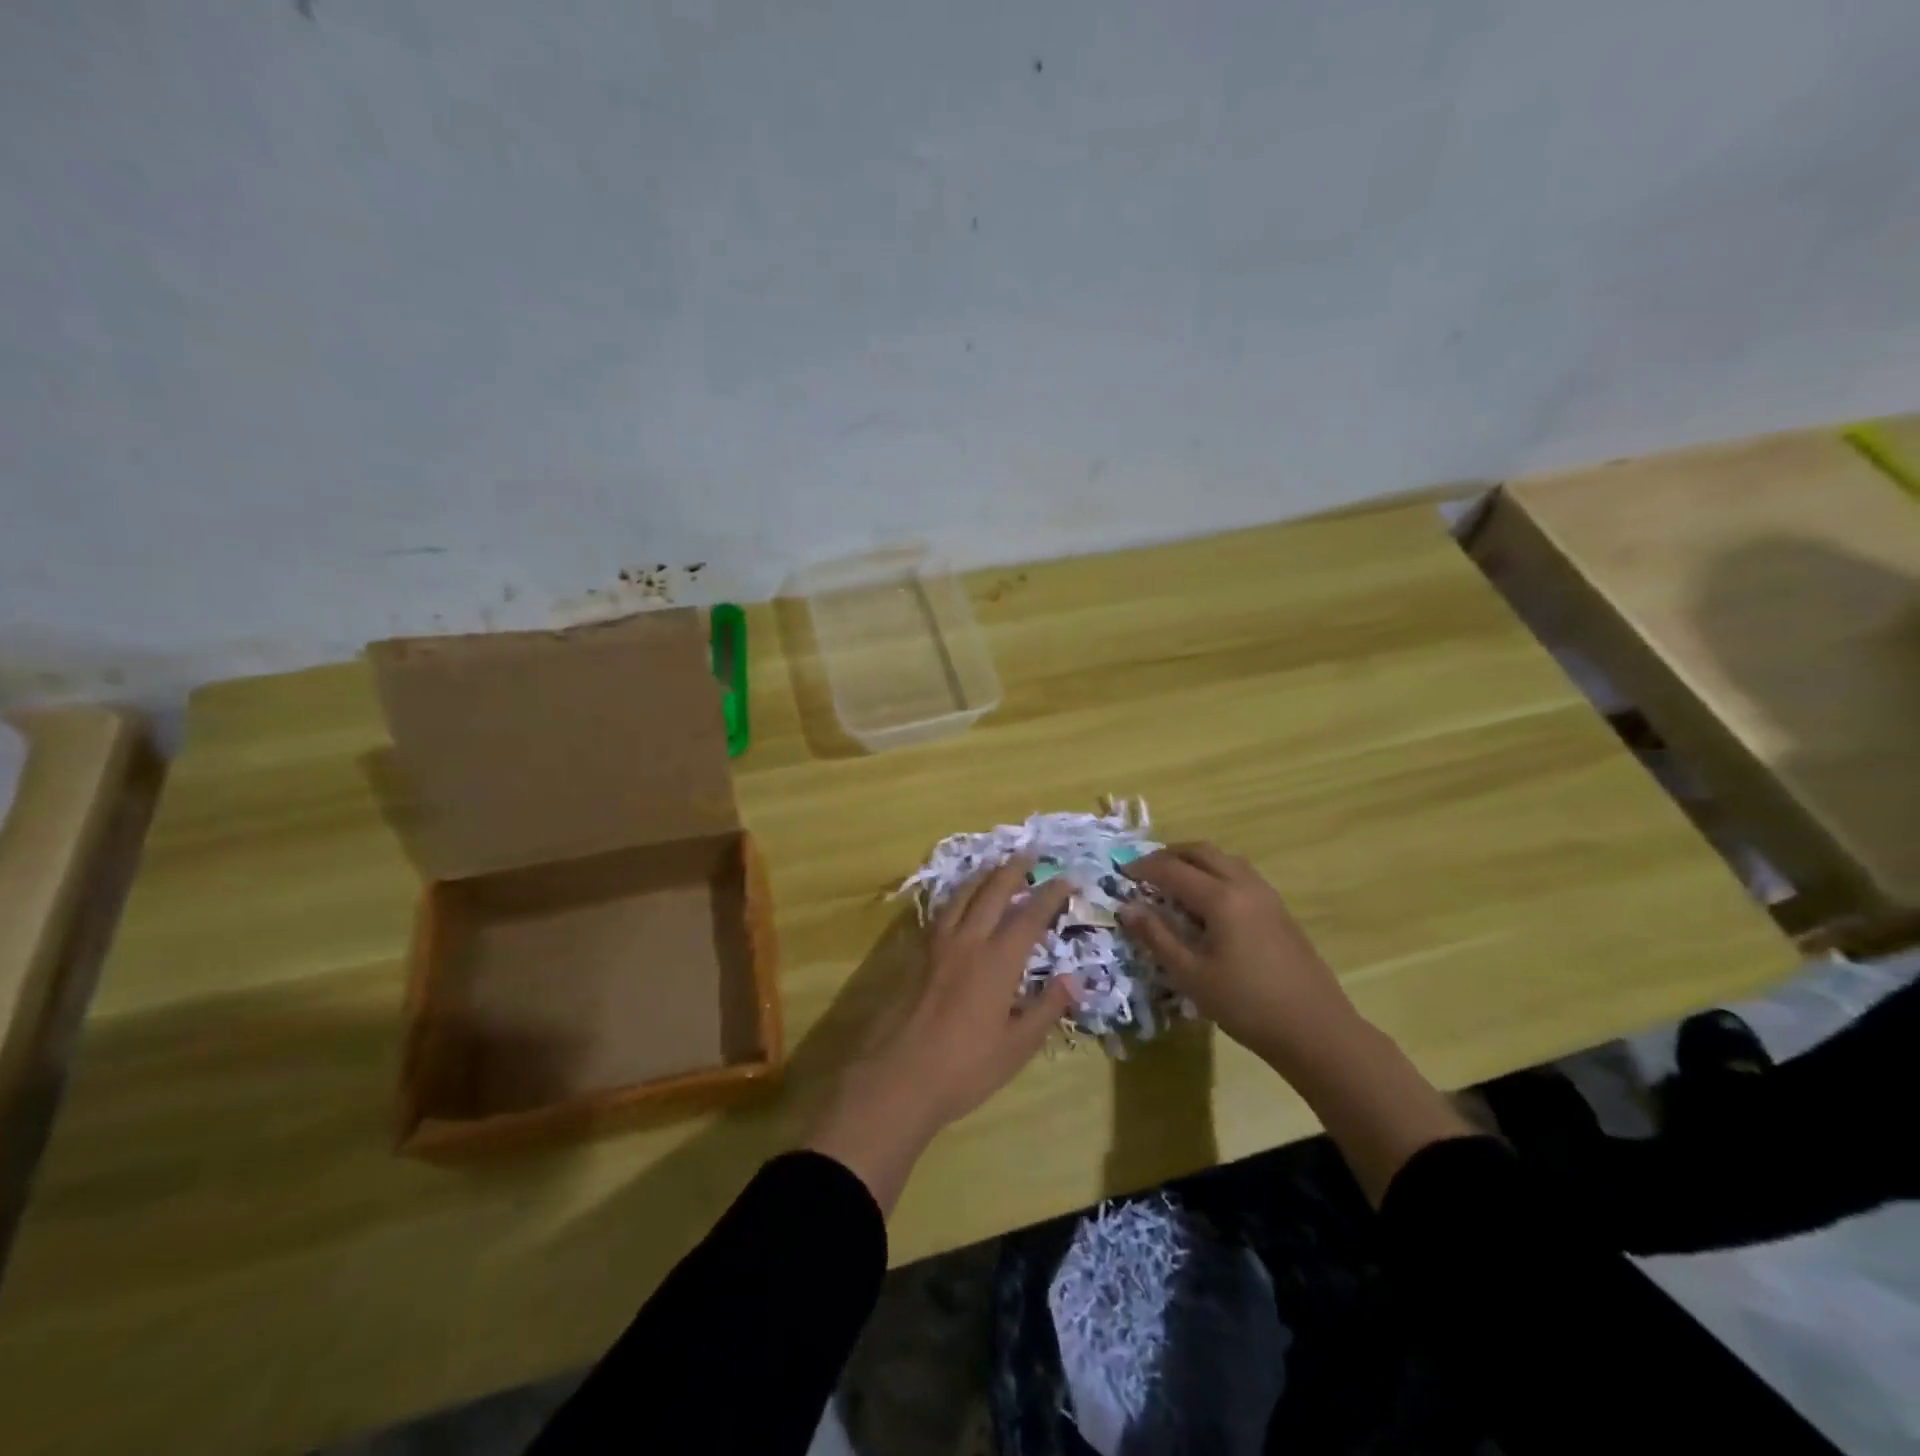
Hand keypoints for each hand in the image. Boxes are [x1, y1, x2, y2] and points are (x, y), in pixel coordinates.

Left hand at [806, 861, 1073, 1211]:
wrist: (899, 1077)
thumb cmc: (965, 1068)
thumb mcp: (1017, 1047)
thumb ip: (1047, 1008)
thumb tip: (1074, 979)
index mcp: (998, 961)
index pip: (1030, 915)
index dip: (1050, 894)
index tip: (1067, 879)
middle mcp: (968, 941)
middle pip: (993, 892)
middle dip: (1014, 869)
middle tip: (1030, 853)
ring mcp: (938, 944)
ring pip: (963, 895)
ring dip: (983, 875)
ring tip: (996, 865)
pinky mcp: (917, 954)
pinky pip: (942, 911)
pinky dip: (958, 895)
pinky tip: (960, 900)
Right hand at [1119, 842, 1358, 1074]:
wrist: (1315, 1030)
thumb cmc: (1246, 1005)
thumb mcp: (1191, 975)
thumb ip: (1157, 937)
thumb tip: (1127, 908)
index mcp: (1221, 898)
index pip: (1173, 870)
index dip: (1143, 868)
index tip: (1121, 874)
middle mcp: (1244, 885)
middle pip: (1202, 851)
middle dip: (1169, 855)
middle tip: (1145, 871)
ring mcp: (1267, 895)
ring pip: (1224, 859)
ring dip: (1195, 861)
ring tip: (1173, 882)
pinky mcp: (1279, 910)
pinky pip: (1240, 874)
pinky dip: (1215, 873)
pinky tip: (1207, 903)